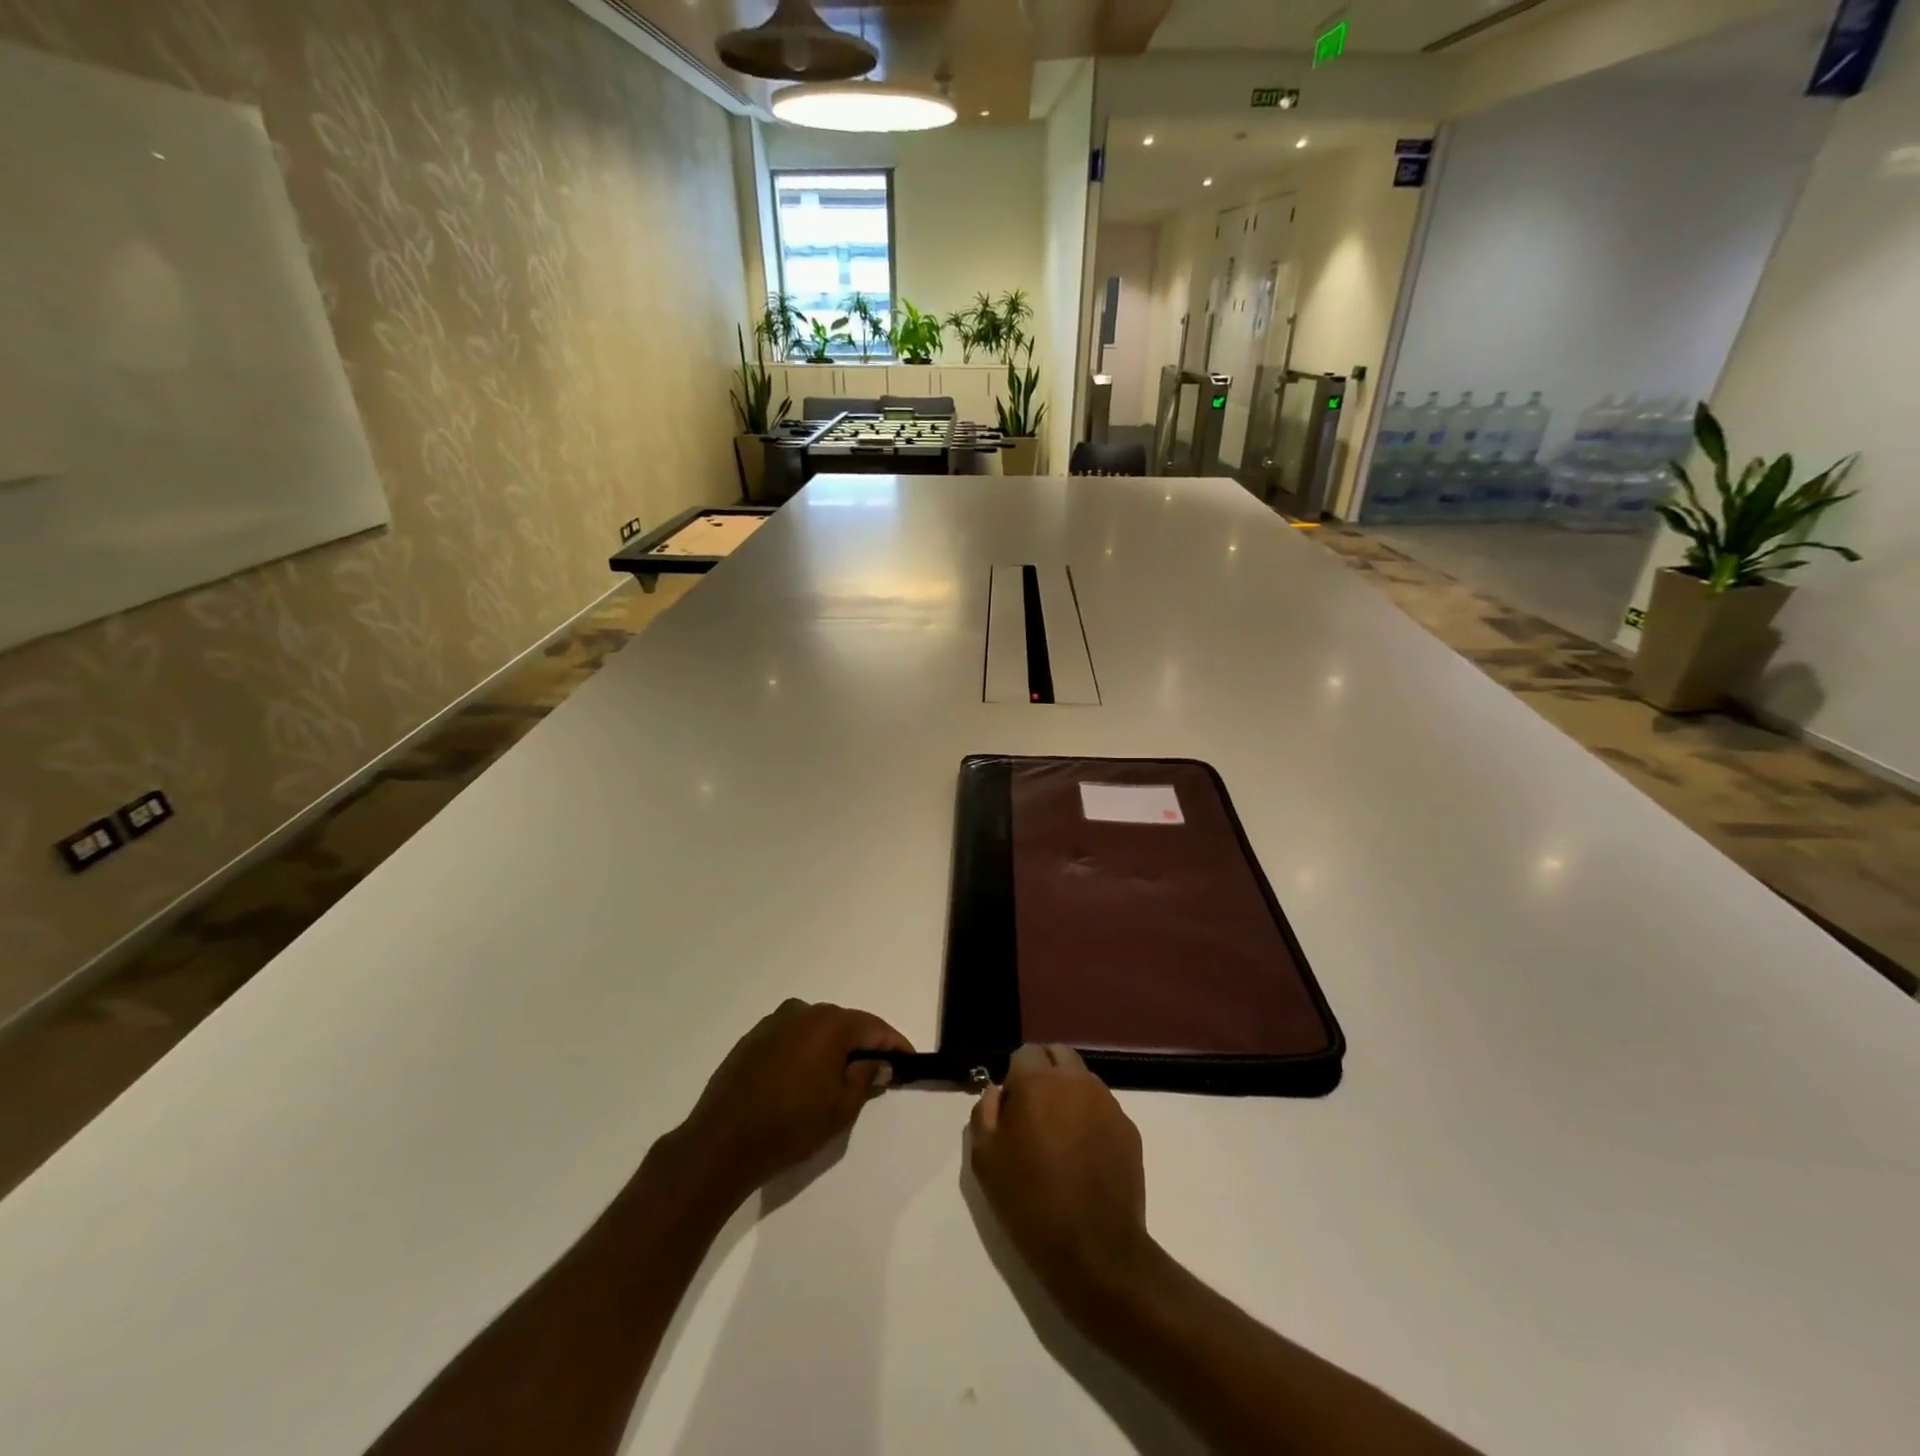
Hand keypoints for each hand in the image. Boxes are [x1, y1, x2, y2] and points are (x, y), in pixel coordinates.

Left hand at [672, 999, 911, 1208]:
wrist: (721, 1143)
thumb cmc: (790, 1125)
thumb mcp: (840, 1108)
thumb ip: (865, 1078)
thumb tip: (879, 1062)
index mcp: (829, 1024)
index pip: (873, 1027)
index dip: (894, 1043)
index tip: (909, 1059)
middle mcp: (802, 1012)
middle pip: (844, 1023)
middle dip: (863, 1044)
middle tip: (877, 1069)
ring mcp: (773, 1023)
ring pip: (816, 1028)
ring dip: (832, 1047)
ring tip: (841, 1074)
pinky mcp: (752, 1039)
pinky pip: (791, 1037)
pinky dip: (806, 1050)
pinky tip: (805, 1076)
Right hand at [969, 1044, 1154, 1319]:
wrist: (1094, 1250)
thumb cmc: (1030, 1202)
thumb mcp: (985, 1160)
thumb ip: (984, 1114)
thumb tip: (997, 1093)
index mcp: (1039, 1082)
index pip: (1025, 1053)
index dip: (1015, 1076)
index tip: (1011, 1108)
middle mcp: (1076, 1081)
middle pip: (1058, 1055)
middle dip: (1044, 1072)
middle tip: (1034, 1112)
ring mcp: (1107, 1103)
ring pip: (1082, 1080)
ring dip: (1068, 1093)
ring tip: (1060, 1137)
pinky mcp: (1129, 1129)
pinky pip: (1103, 1108)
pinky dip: (1090, 1118)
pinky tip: (1084, 1156)